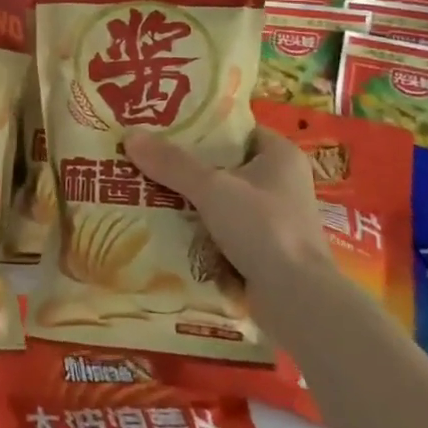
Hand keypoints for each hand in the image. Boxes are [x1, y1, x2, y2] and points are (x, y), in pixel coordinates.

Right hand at [124, 126, 331, 294]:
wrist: (297, 300)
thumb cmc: (263, 228)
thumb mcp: (212, 188)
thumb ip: (172, 163)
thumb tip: (130, 135)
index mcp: (280, 156)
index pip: (236, 130)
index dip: (201, 127)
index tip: (164, 128)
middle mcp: (282, 183)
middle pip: (224, 166)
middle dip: (187, 166)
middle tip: (147, 159)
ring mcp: (275, 220)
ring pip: (222, 200)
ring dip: (190, 200)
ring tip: (147, 191)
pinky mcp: (265, 251)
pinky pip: (224, 231)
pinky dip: (199, 230)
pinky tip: (166, 228)